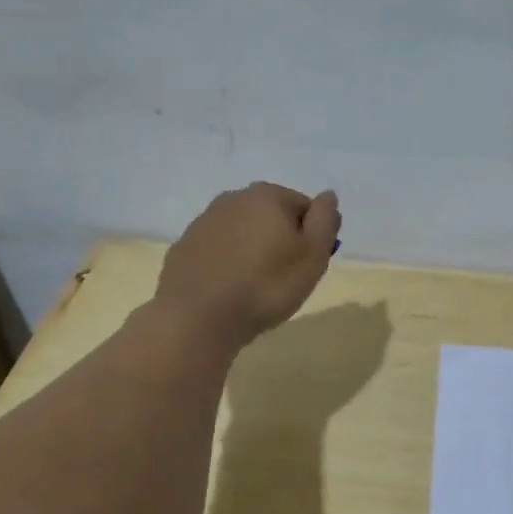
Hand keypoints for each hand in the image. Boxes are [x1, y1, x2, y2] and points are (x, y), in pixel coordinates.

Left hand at [156, 183, 341, 347]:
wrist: (198, 318)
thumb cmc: (267, 286)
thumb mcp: (313, 255)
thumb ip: (325, 220)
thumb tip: (329, 195)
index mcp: (268, 196)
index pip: (305, 207)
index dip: (311, 237)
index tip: (307, 266)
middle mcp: (233, 198)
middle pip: (271, 217)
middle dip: (281, 241)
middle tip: (284, 279)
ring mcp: (204, 222)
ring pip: (243, 233)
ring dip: (253, 252)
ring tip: (255, 287)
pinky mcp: (184, 247)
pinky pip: (218, 251)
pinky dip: (228, 264)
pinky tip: (229, 290)